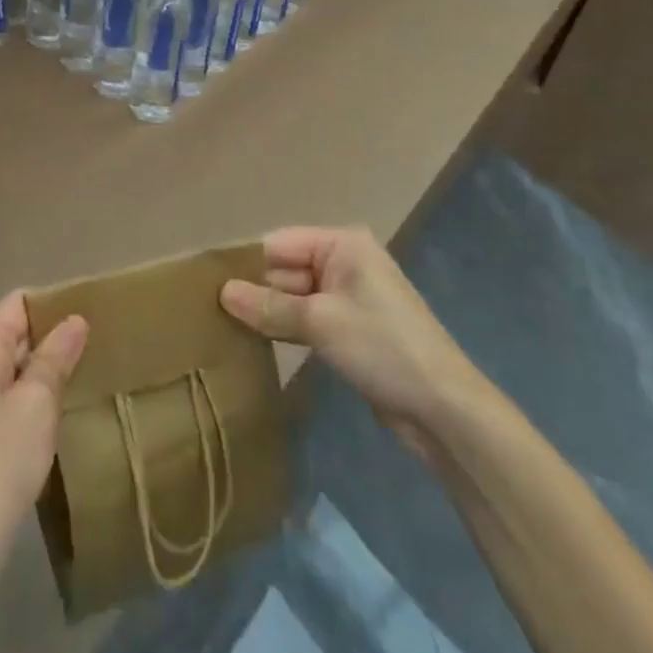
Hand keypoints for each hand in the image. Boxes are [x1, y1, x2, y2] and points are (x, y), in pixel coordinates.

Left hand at [0, 291, 88, 563]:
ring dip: (28, 375)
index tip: (89, 332)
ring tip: (65, 394)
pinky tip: (33, 423)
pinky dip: (9, 396)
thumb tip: (75, 319)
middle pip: (7, 331)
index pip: (21, 304)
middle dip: (44, 346)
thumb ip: (57, 355)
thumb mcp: (38, 405)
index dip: (56, 312)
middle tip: (84, 367)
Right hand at [220, 227, 484, 451]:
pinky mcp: (350, 328)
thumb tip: (222, 293)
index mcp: (341, 244)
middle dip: (255, 290)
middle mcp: (344, 262)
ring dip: (269, 312)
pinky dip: (287, 328)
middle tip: (210, 311)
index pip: (279, 244)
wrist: (444, 409)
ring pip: (294, 296)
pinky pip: (308, 318)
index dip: (246, 263)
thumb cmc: (382, 348)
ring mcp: (349, 296)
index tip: (207, 284)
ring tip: (224, 326)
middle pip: (286, 269)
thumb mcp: (320, 323)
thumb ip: (269, 307)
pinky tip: (257, 342)